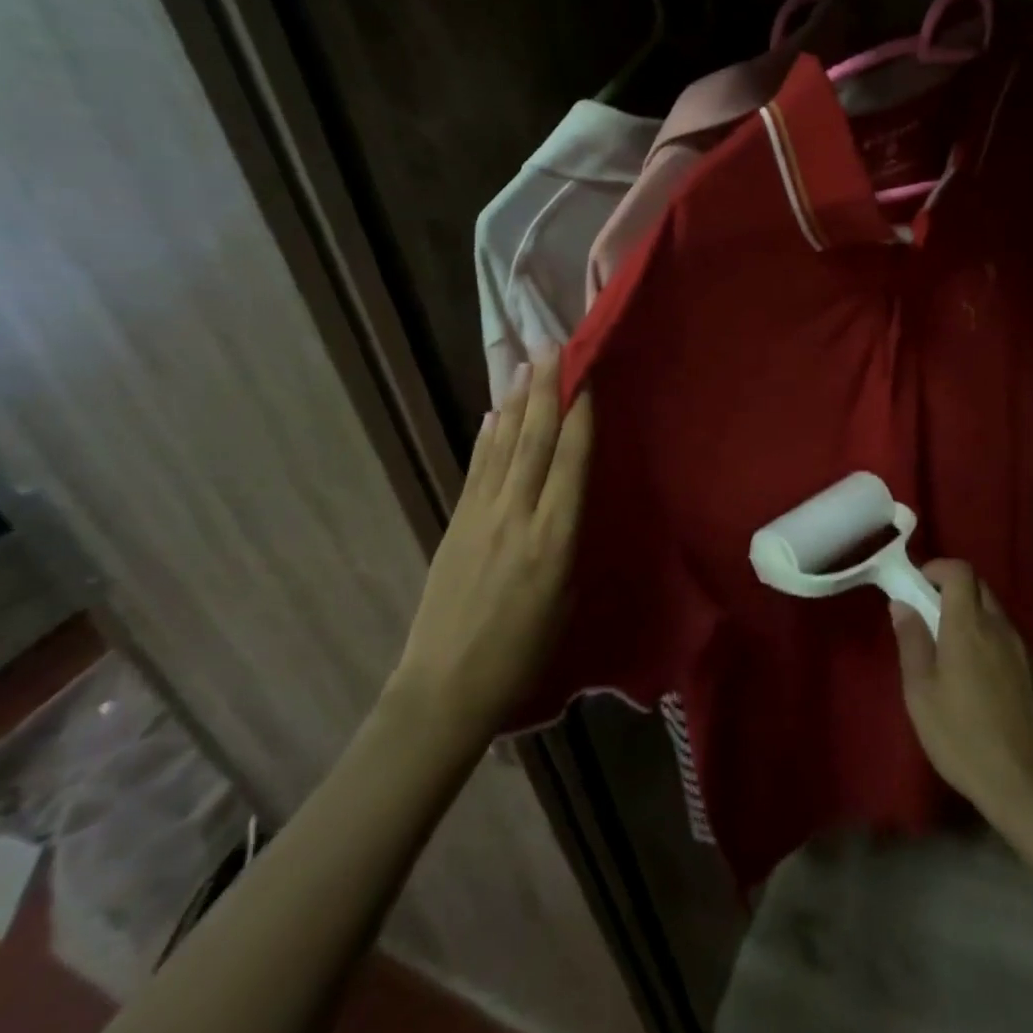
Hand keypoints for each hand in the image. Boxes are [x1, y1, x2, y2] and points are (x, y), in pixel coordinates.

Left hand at [387, 352, 592, 732]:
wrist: (446, 686)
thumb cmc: (523, 652)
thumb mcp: (566, 598)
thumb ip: (568, 540)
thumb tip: (568, 496)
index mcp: (554, 539)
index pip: (570, 462)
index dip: (579, 415)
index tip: (586, 376)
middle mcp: (516, 516)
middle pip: (533, 441)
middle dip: (546, 390)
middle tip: (552, 346)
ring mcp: (480, 517)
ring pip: (502, 446)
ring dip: (515, 402)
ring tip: (526, 365)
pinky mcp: (454, 524)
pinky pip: (476, 470)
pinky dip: (487, 438)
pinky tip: (493, 414)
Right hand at [892, 560, 1032, 825]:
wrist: (1027, 786)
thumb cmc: (962, 737)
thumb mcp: (921, 692)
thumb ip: (912, 641)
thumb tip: (902, 604)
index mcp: (968, 627)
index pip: (960, 571)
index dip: (938, 568)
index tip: (917, 584)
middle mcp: (999, 629)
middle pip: (979, 587)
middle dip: (952, 589)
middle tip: (927, 615)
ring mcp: (1022, 651)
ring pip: (994, 613)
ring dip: (970, 615)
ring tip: (948, 650)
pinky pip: (1006, 639)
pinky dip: (987, 639)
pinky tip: (975, 678)